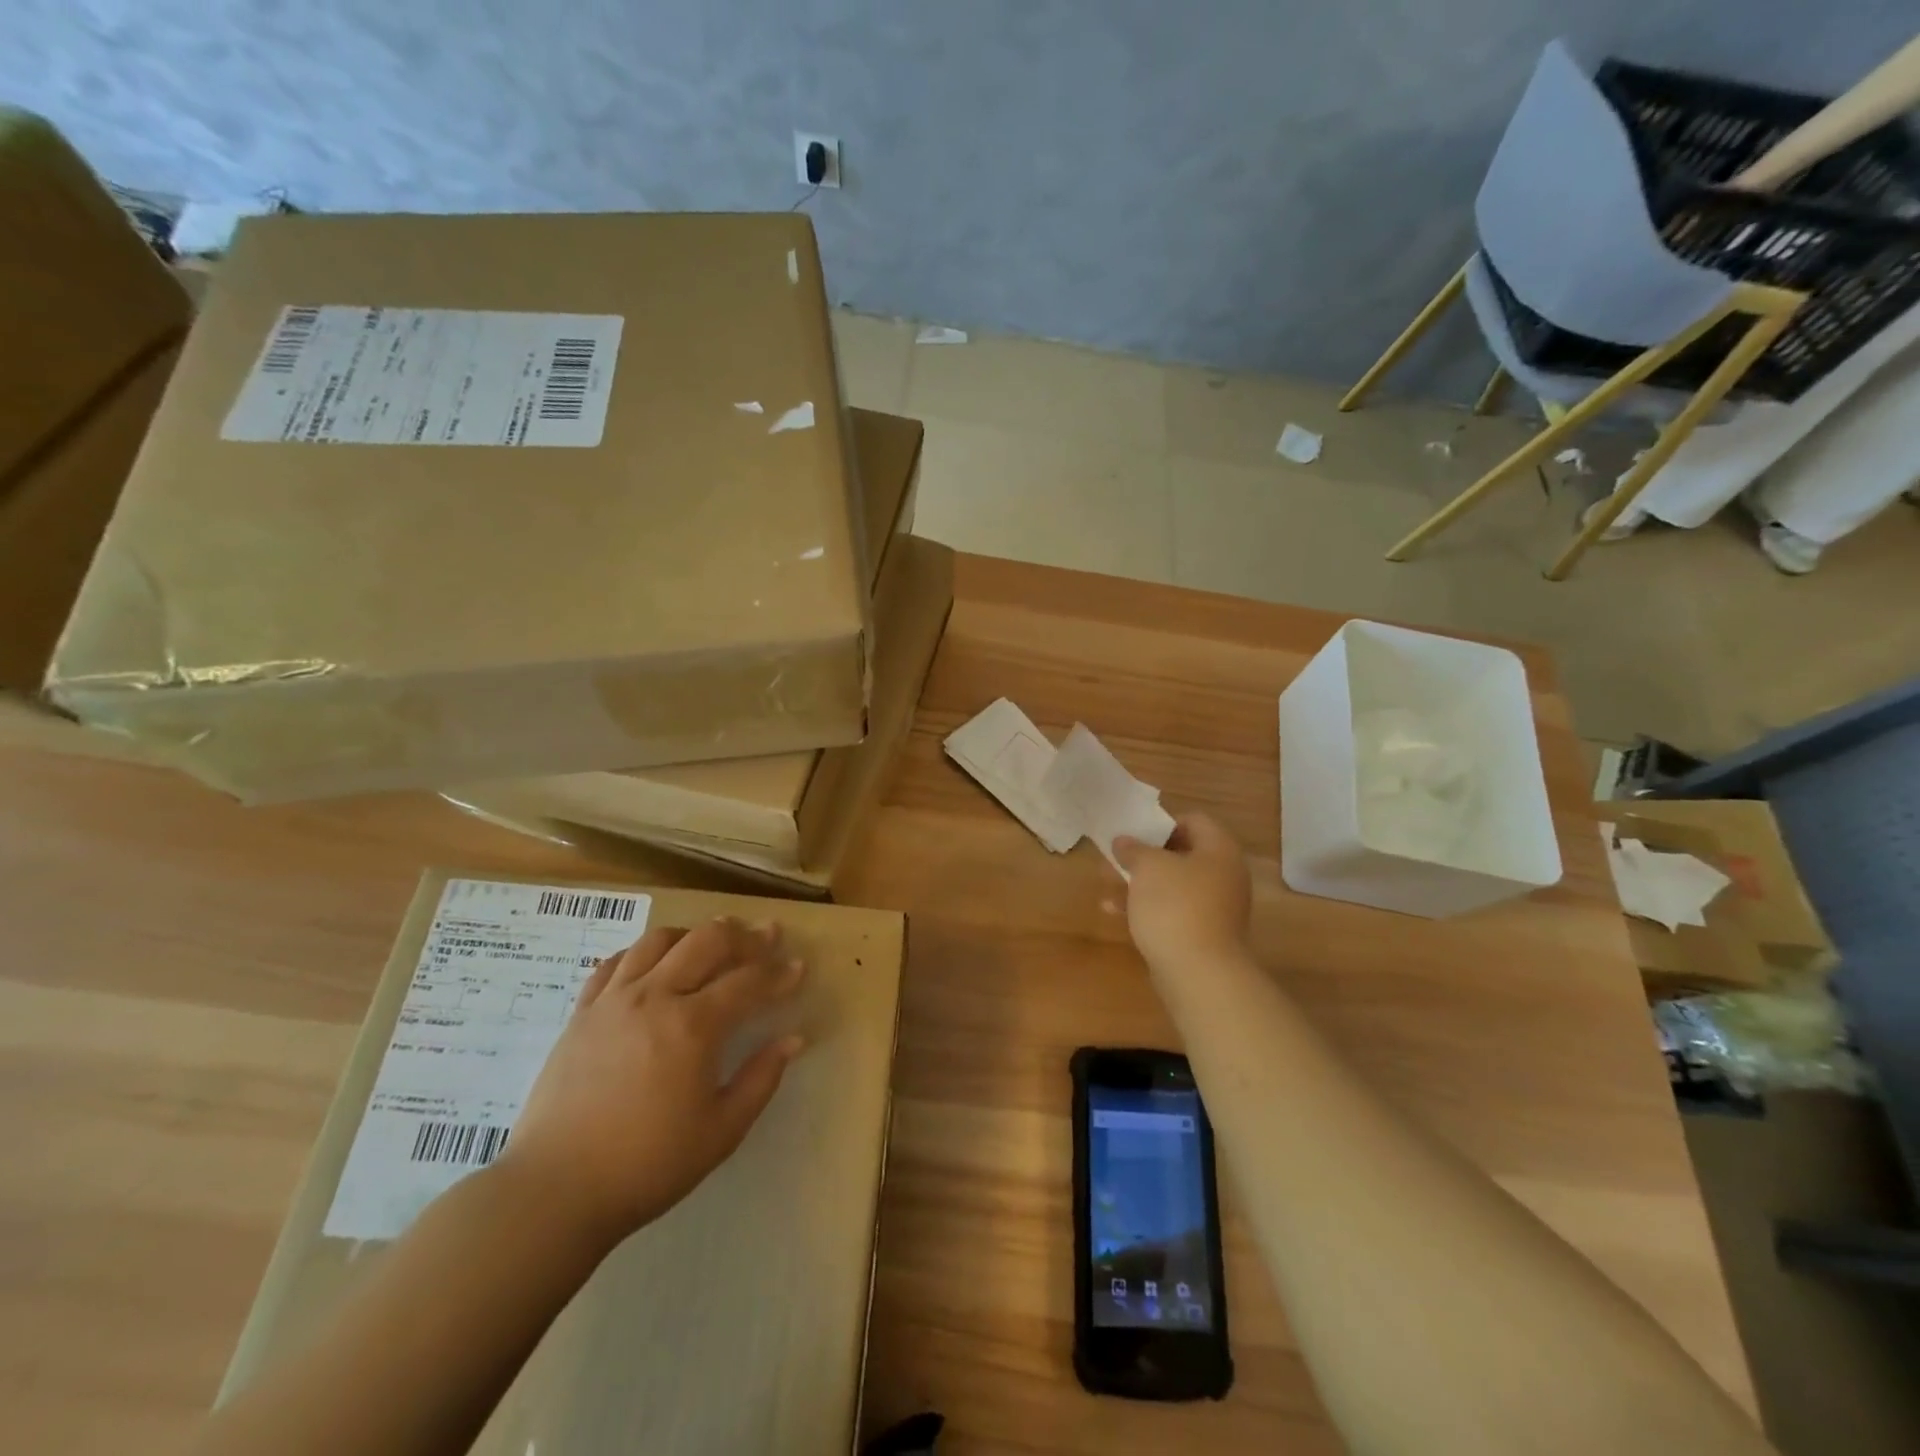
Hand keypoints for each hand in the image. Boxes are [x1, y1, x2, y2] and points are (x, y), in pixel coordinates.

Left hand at [500, 918, 806, 1248]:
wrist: (555, 1191)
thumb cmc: (647, 1165)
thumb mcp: (721, 1131)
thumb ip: (761, 1079)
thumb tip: (793, 1039)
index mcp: (694, 1026)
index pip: (749, 982)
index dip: (779, 973)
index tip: (799, 967)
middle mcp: (655, 997)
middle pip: (707, 941)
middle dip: (744, 935)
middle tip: (767, 936)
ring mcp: (614, 1000)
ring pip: (660, 940)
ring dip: (694, 934)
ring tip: (711, 942)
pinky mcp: (582, 1013)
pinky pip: (615, 962)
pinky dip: (643, 952)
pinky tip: (654, 964)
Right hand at [1113, 813, 1251, 969]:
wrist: (1199, 972)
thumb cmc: (1175, 906)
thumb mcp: (1148, 867)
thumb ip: (1134, 849)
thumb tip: (1124, 841)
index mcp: (1219, 850)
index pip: (1194, 820)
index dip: (1162, 822)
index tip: (1134, 832)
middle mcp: (1224, 875)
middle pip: (1182, 853)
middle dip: (1145, 855)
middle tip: (1116, 857)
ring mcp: (1216, 907)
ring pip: (1174, 884)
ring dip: (1141, 882)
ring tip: (1107, 884)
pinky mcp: (1203, 934)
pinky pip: (1173, 910)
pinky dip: (1147, 907)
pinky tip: (1115, 912)